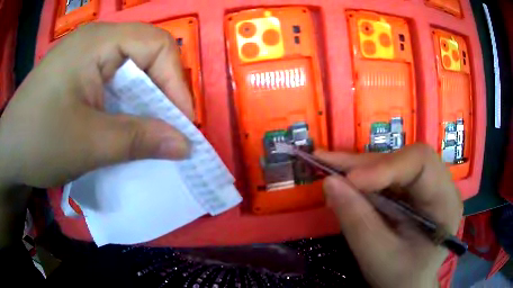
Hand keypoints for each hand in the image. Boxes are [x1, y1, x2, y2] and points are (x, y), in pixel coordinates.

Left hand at [0, 23, 193, 245]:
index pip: (156, 45)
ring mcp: (86, 59)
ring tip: (150, 134)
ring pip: (130, 73)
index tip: (183, 123)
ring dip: (143, 104)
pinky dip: (125, 108)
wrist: (9, 151)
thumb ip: (139, 140)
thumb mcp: (89, 143)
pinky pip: (113, 85)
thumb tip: (185, 145)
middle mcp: (96, 42)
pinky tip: (124, 128)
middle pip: (145, 57)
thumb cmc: (38, 141)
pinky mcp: (79, 77)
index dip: (175, 82)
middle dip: (161, 94)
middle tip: (169, 131)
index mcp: (98, 42)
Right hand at [318, 144, 462, 287]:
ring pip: (392, 163)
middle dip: (365, 164)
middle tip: (327, 164)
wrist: (408, 284)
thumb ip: (357, 222)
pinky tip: (343, 180)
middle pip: (404, 159)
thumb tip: (329, 182)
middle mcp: (440, 185)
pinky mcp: (412, 190)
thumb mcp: (378, 257)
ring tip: (328, 167)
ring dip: (359, 168)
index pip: (422, 164)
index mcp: (445, 202)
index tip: (349, 180)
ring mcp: (426, 186)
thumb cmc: (400, 277)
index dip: (385, 166)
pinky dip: (362, 178)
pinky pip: (387, 175)